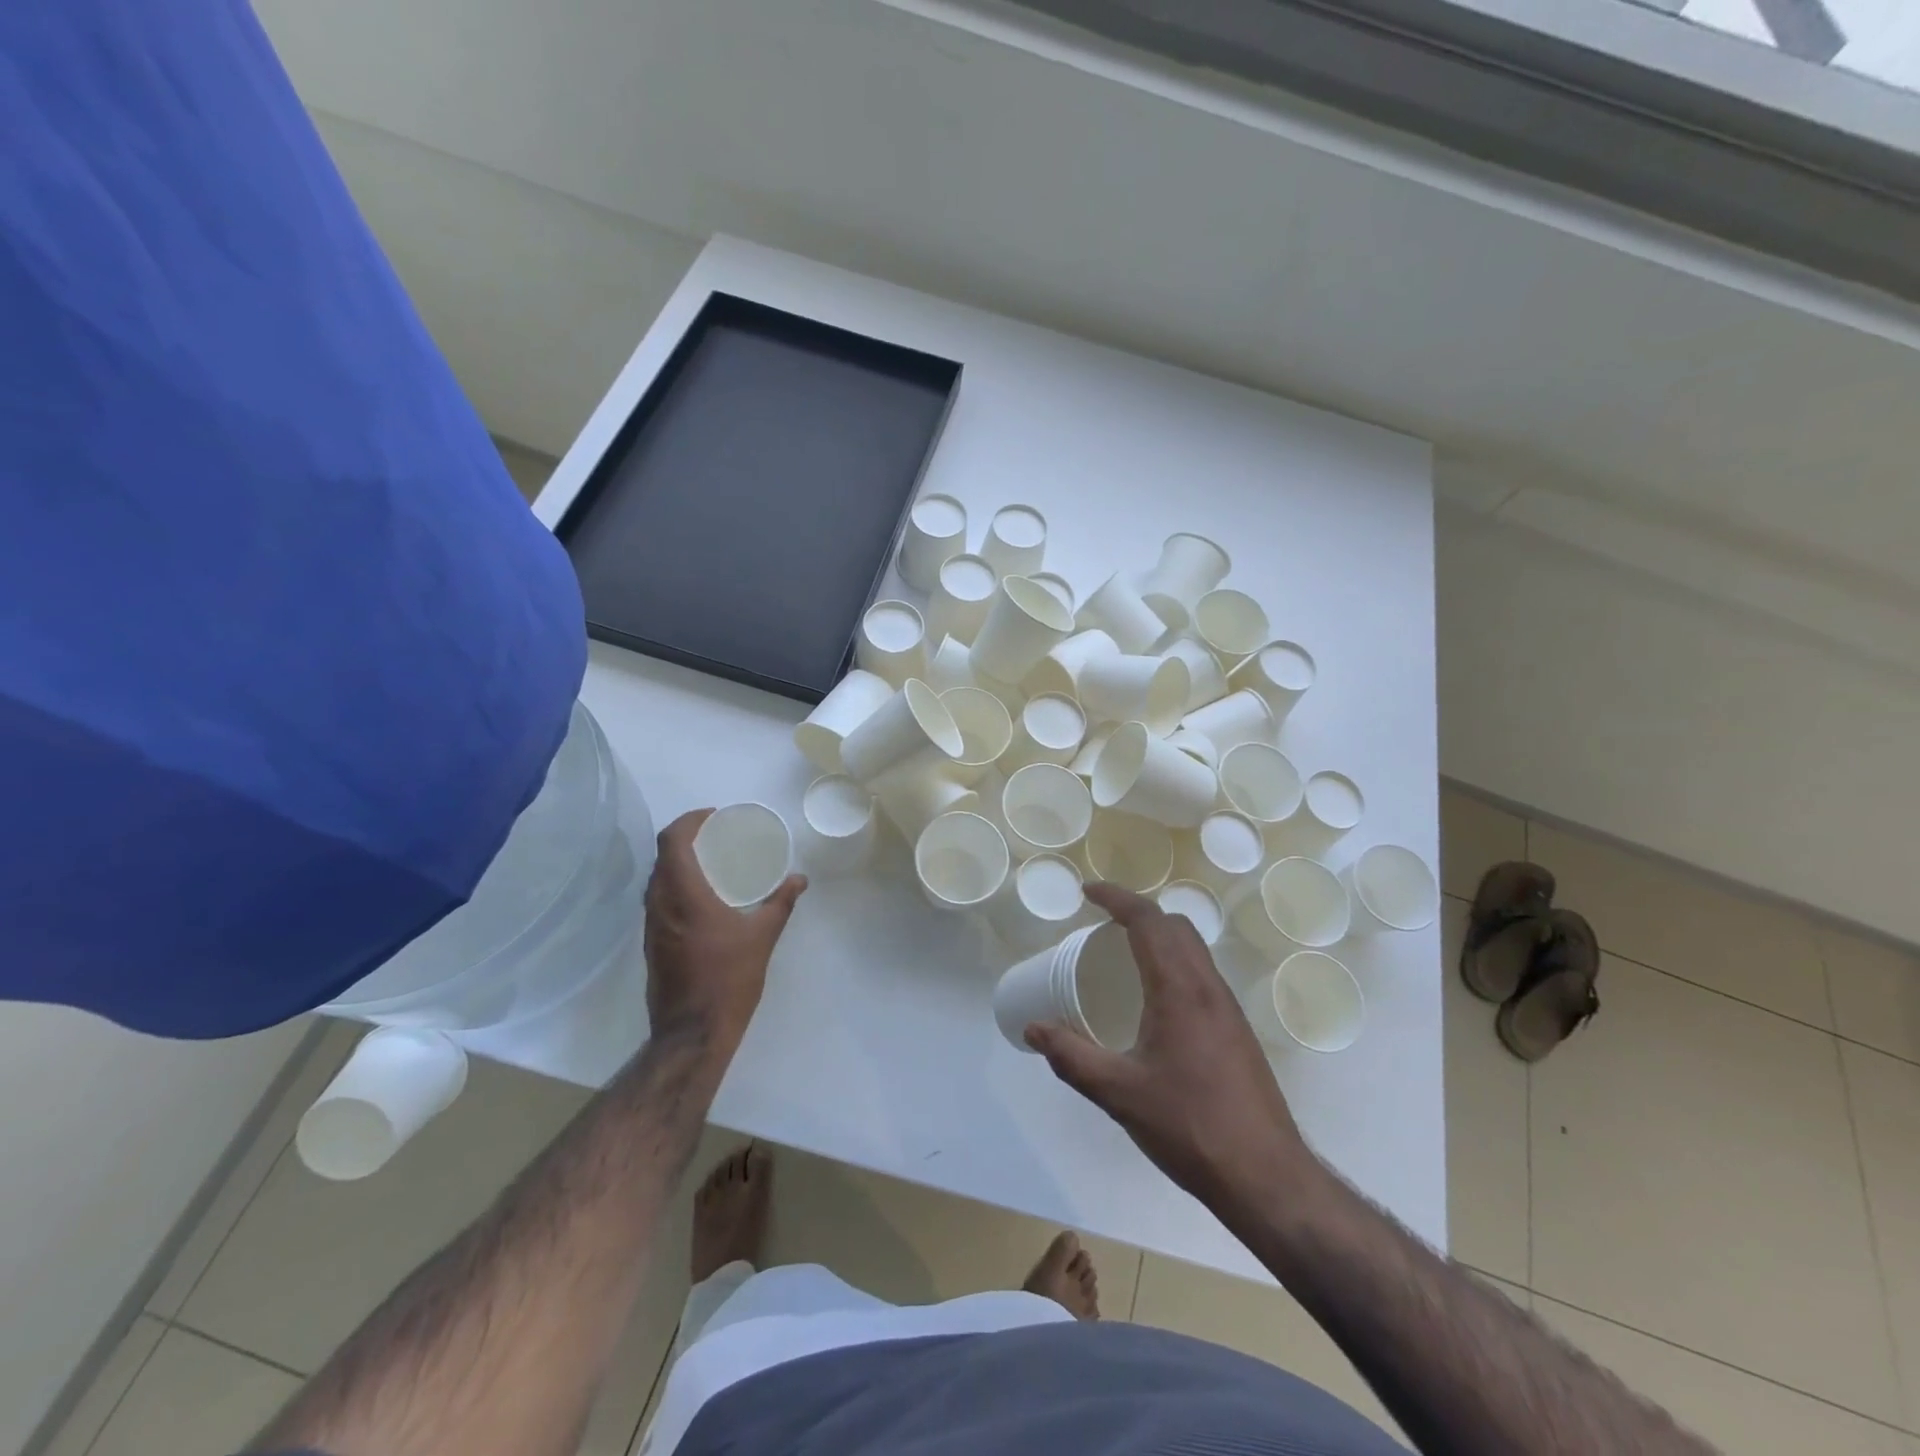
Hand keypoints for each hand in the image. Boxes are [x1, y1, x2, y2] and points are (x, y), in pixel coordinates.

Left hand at [643, 810, 806, 1053]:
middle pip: (662, 856)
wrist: (691, 1034)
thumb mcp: (762, 937)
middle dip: (687, 838)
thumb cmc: (728, 980)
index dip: (689, 820)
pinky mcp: (652, 944)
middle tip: (718, 836)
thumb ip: (780, 903)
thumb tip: (799, 879)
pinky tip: (705, 898)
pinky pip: (660, 900)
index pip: (671, 841)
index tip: (714, 817)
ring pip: (658, 879)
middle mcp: (660, 904)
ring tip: (713, 862)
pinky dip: (678, 886)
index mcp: (684, 895)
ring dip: (680, 863)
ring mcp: (651, 926)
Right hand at [1026, 883, 1312, 1207]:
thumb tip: (1033, 1030)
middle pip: (1175, 925)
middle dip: (1137, 912)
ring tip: (1124, 954)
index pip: (1148, 921)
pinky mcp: (1237, 1030)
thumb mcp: (1119, 1093)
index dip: (1116, 898)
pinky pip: (1202, 973)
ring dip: (1159, 935)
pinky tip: (1154, 998)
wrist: (1266, 1176)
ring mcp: (1228, 1009)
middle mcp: (1208, 987)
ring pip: (1194, 948)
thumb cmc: (1190, 1127)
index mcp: (1180, 990)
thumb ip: (1072, 1057)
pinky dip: (1174, 961)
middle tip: (1102, 922)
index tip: (1087, 892)